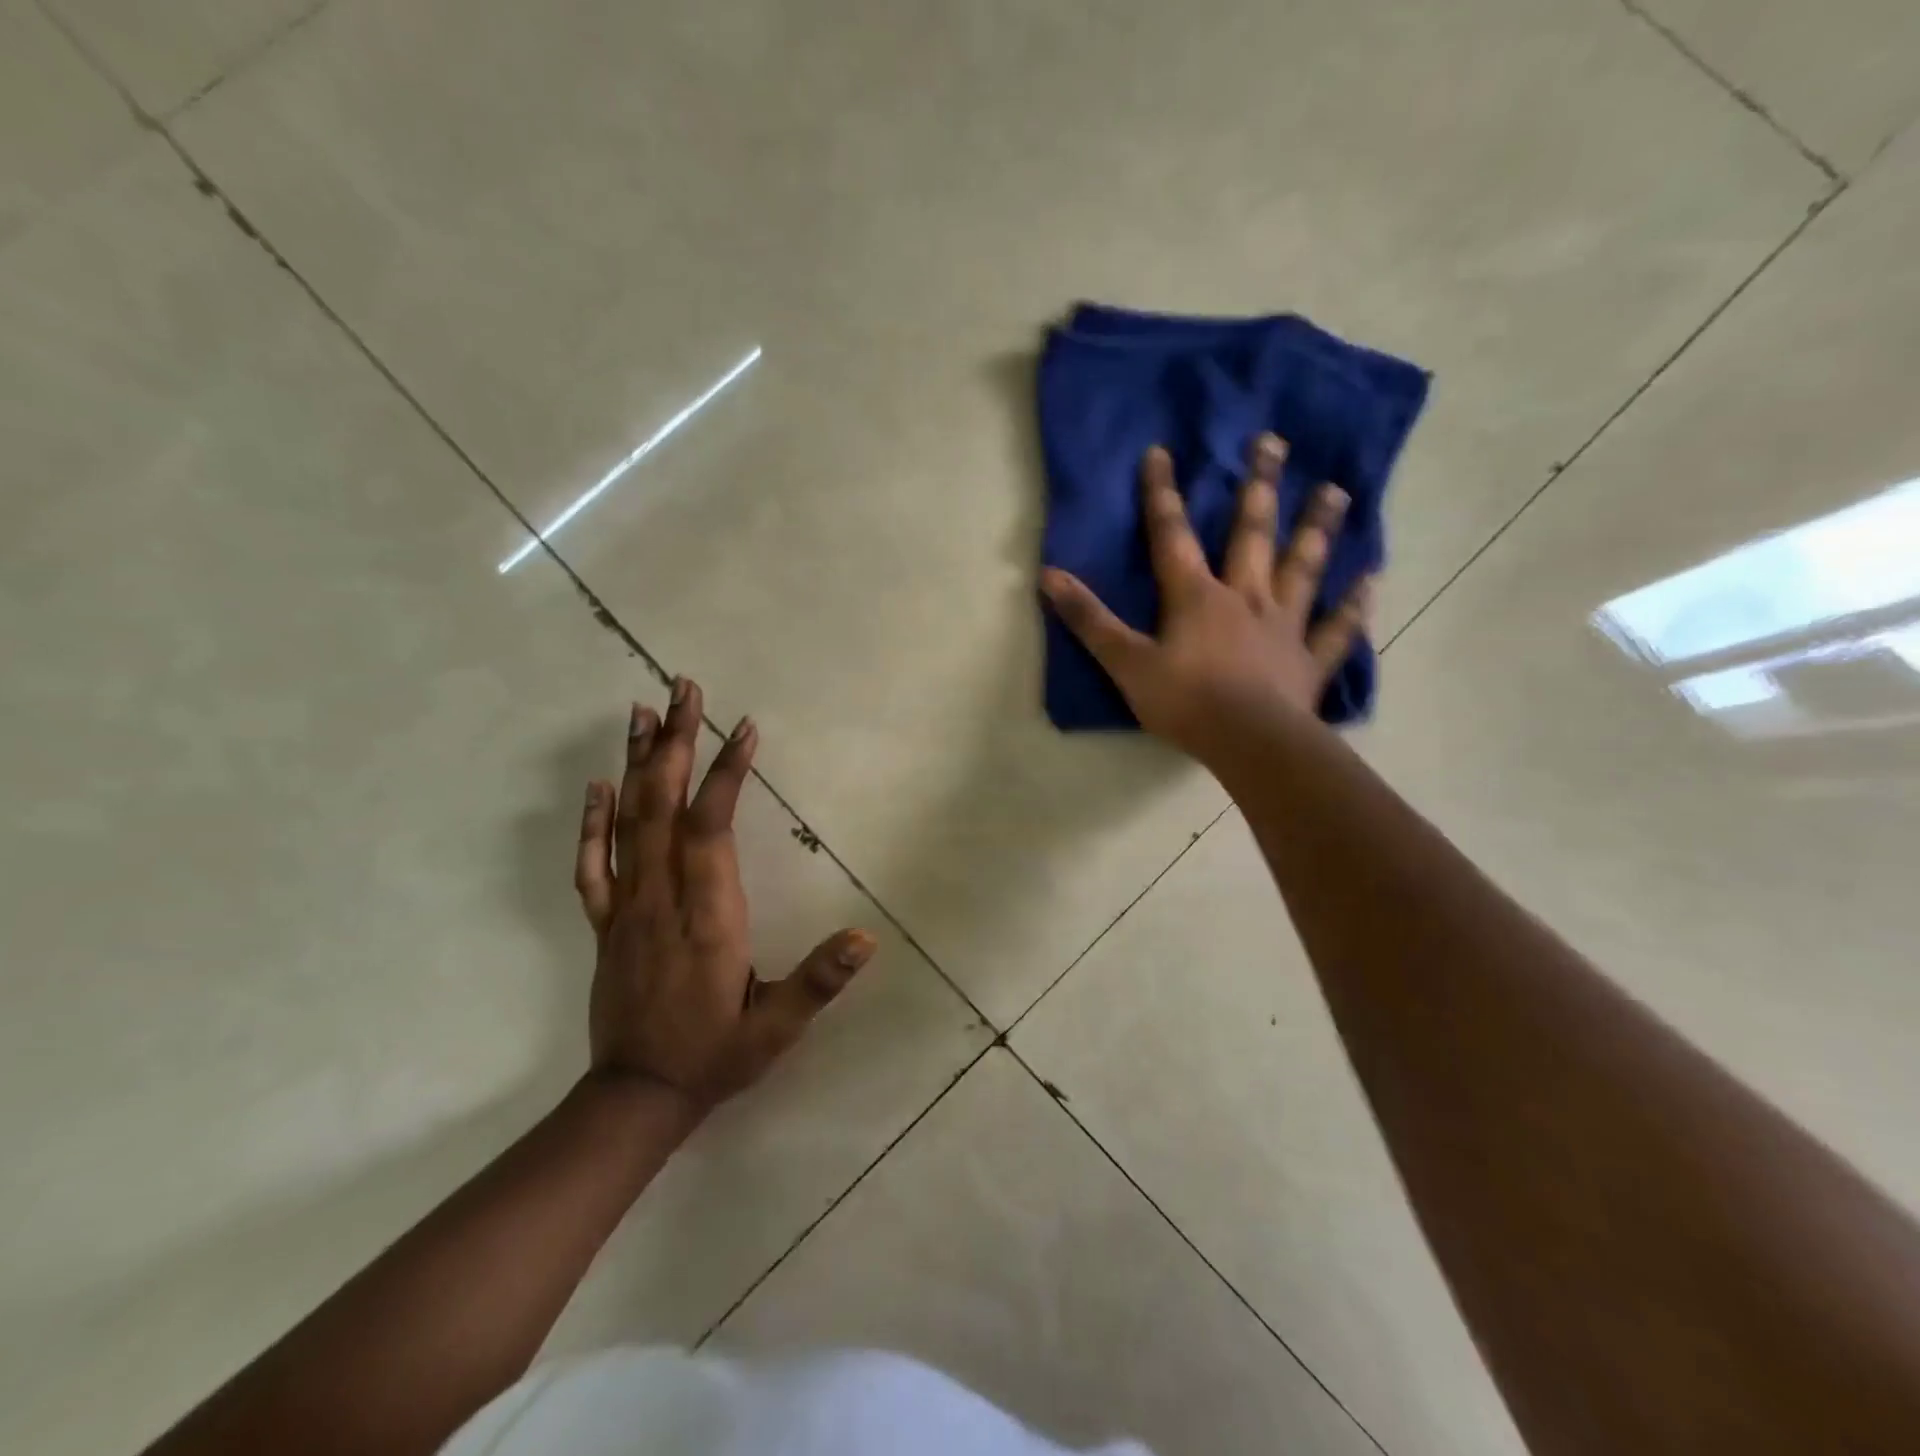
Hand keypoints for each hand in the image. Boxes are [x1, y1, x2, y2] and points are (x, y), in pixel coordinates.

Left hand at [574, 678, 875, 1107]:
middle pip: (663, 806)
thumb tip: (866, 938)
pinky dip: (592, 821)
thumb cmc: (715, 1056)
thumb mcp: (777, 1030)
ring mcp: (626, 909)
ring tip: (641, 712)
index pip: (711, 829)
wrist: (636, 1099)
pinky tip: (598, 785)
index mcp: (707, 916)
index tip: (743, 728)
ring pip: (627, 823)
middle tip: (683, 688)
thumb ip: (818, 981)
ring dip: (636, 763)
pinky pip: (593, 865)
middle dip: (674, 743)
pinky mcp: (605, 924)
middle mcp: (660, 900)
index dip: (725, 774)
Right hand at [1040, 435, 1373, 772]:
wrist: (1249, 743)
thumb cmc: (1185, 702)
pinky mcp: (1310, 660)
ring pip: (1302, 568)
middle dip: (1258, 487)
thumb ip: (1089, 620)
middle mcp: (1245, 598)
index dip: (1162, 495)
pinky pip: (1337, 628)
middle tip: (1274, 442)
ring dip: (1317, 529)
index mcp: (1196, 597)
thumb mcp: (1125, 663)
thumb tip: (1049, 577)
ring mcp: (1284, 626)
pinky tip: (1371, 579)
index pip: (1172, 536)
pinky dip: (1354, 605)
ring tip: (1336, 491)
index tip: (1161, 451)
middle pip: (1251, 534)